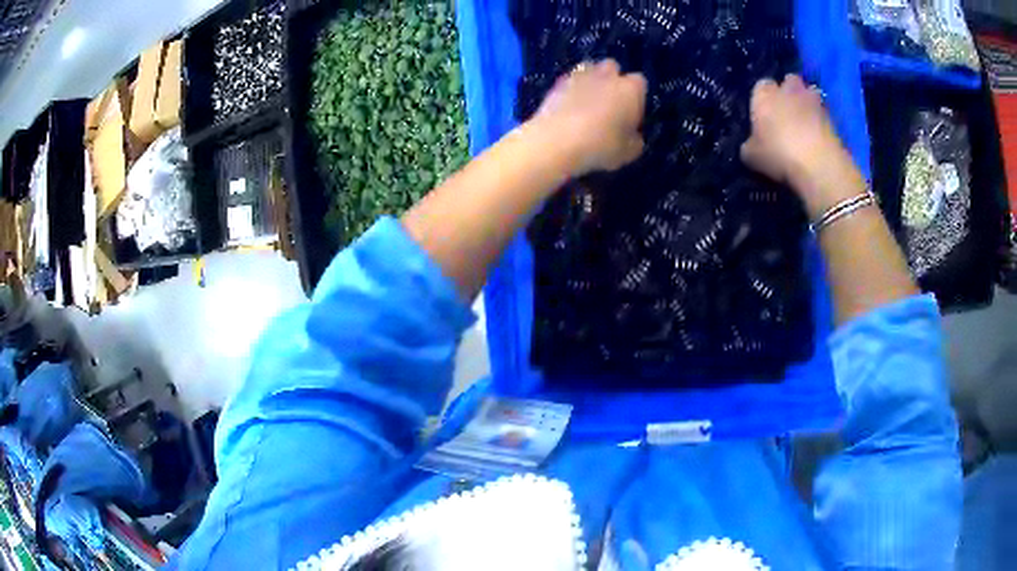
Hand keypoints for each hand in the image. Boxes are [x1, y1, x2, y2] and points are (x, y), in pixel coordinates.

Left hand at [531, 59, 646, 176]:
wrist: (556, 140)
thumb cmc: (600, 145)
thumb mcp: (628, 152)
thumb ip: (634, 140)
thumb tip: (633, 136)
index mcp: (630, 89)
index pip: (640, 83)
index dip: (636, 98)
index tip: (630, 114)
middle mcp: (607, 75)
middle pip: (613, 67)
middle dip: (612, 80)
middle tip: (609, 104)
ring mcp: (580, 75)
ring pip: (589, 68)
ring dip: (591, 80)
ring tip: (587, 102)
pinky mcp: (557, 82)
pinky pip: (569, 80)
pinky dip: (571, 89)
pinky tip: (568, 106)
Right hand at [741, 75, 858, 214]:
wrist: (818, 165)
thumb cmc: (778, 154)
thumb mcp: (751, 155)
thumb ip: (750, 144)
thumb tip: (751, 145)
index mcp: (764, 94)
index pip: (760, 86)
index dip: (763, 99)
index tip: (764, 115)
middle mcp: (788, 90)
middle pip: (789, 81)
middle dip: (789, 92)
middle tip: (787, 112)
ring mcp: (813, 100)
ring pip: (809, 93)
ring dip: (807, 103)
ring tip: (806, 123)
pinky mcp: (832, 117)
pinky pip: (823, 113)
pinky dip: (821, 121)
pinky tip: (818, 138)